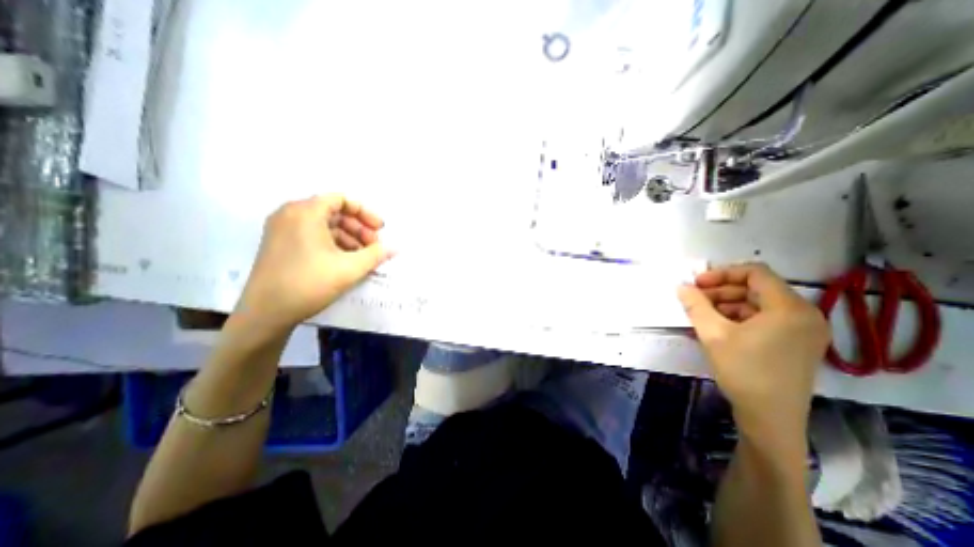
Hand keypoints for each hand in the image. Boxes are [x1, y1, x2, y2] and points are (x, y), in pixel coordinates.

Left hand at [234, 193, 389, 331]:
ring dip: (349, 237)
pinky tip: (347, 261)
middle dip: (359, 228)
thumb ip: (376, 254)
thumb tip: (395, 247)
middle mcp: (291, 214)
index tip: (380, 229)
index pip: (341, 199)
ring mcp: (282, 230)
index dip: (365, 212)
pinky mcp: (280, 244)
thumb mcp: (350, 268)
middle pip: (334, 212)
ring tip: (364, 256)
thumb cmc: (309, 283)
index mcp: (305, 212)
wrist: (265, 313)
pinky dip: (333, 244)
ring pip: (325, 225)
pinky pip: (313, 235)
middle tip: (374, 246)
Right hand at [679, 265, 829, 448]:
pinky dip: (741, 317)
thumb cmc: (743, 371)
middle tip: (695, 299)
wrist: (770, 418)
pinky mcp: (797, 343)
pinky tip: (719, 326)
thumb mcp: (712, 334)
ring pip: (760, 303)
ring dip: (728, 304)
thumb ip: (695, 305)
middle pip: (758, 288)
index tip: (697, 284)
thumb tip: (681, 287)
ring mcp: (804, 330)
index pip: (755, 273)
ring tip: (703, 314)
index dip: (722, 273)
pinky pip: (766, 319)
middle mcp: (805, 314)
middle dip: (722, 290)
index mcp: (789, 308)